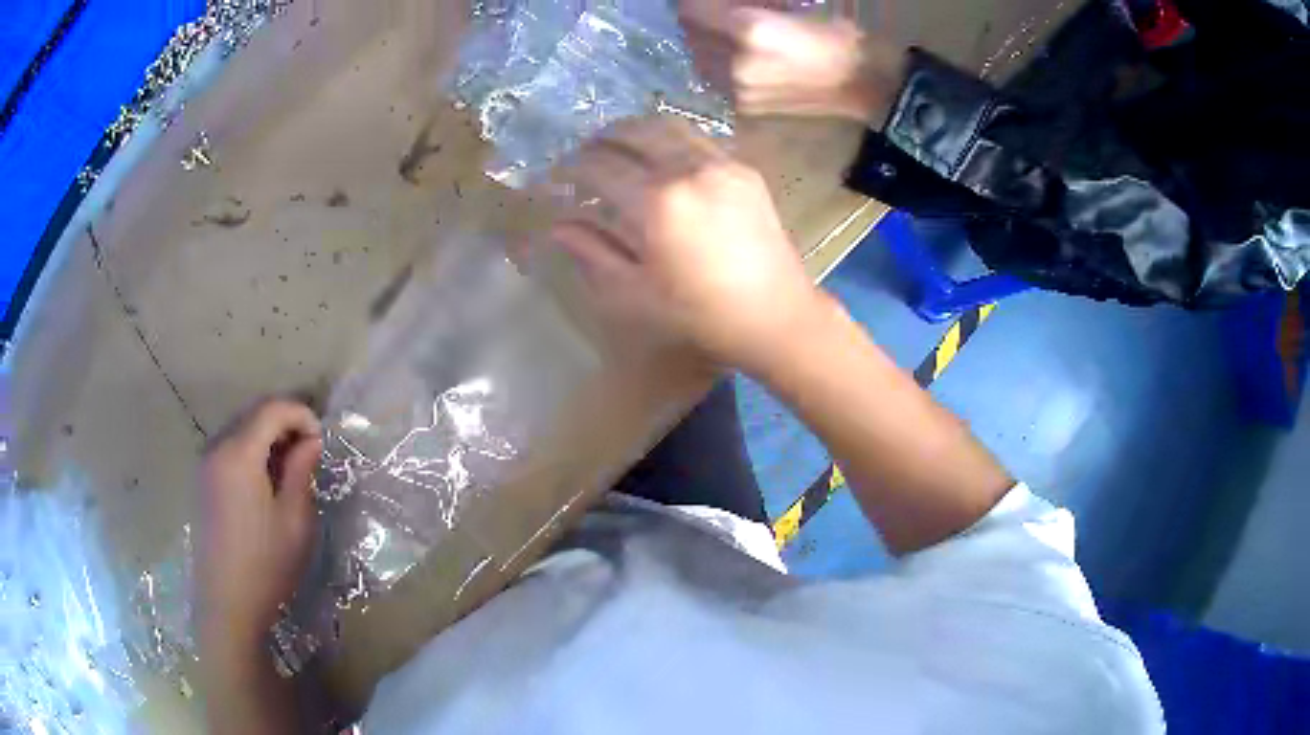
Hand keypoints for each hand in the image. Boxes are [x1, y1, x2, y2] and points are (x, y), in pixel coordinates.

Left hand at [196, 400, 322, 654]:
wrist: (227, 604)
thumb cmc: (266, 565)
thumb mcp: (295, 520)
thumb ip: (301, 470)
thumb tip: (310, 440)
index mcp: (239, 453)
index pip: (272, 409)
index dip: (302, 414)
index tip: (322, 441)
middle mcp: (217, 447)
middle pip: (254, 414)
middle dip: (286, 424)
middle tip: (310, 453)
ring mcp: (206, 464)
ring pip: (241, 430)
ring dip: (269, 438)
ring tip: (290, 469)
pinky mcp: (203, 481)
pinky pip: (230, 448)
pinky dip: (252, 452)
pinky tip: (266, 483)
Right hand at [549, 118, 823, 372]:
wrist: (775, 315)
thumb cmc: (699, 314)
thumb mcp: (634, 294)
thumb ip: (592, 253)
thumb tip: (558, 226)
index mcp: (655, 203)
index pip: (599, 168)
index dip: (571, 169)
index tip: (557, 177)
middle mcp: (687, 169)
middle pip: (633, 133)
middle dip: (601, 138)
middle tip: (583, 153)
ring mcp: (721, 164)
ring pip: (668, 126)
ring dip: (636, 130)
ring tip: (619, 145)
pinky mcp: (744, 169)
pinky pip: (699, 139)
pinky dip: (671, 138)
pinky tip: (662, 155)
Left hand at [680, 0, 904, 123]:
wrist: (867, 83)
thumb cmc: (839, 35)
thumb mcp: (794, 4)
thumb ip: (751, 2)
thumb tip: (722, 3)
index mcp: (750, 30)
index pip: (692, 8)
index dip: (695, 1)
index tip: (703, 0)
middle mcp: (735, 62)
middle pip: (690, 32)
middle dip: (697, 17)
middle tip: (714, 12)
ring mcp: (738, 88)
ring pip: (698, 55)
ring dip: (703, 39)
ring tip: (724, 32)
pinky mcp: (744, 106)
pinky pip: (712, 76)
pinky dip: (716, 60)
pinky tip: (736, 55)